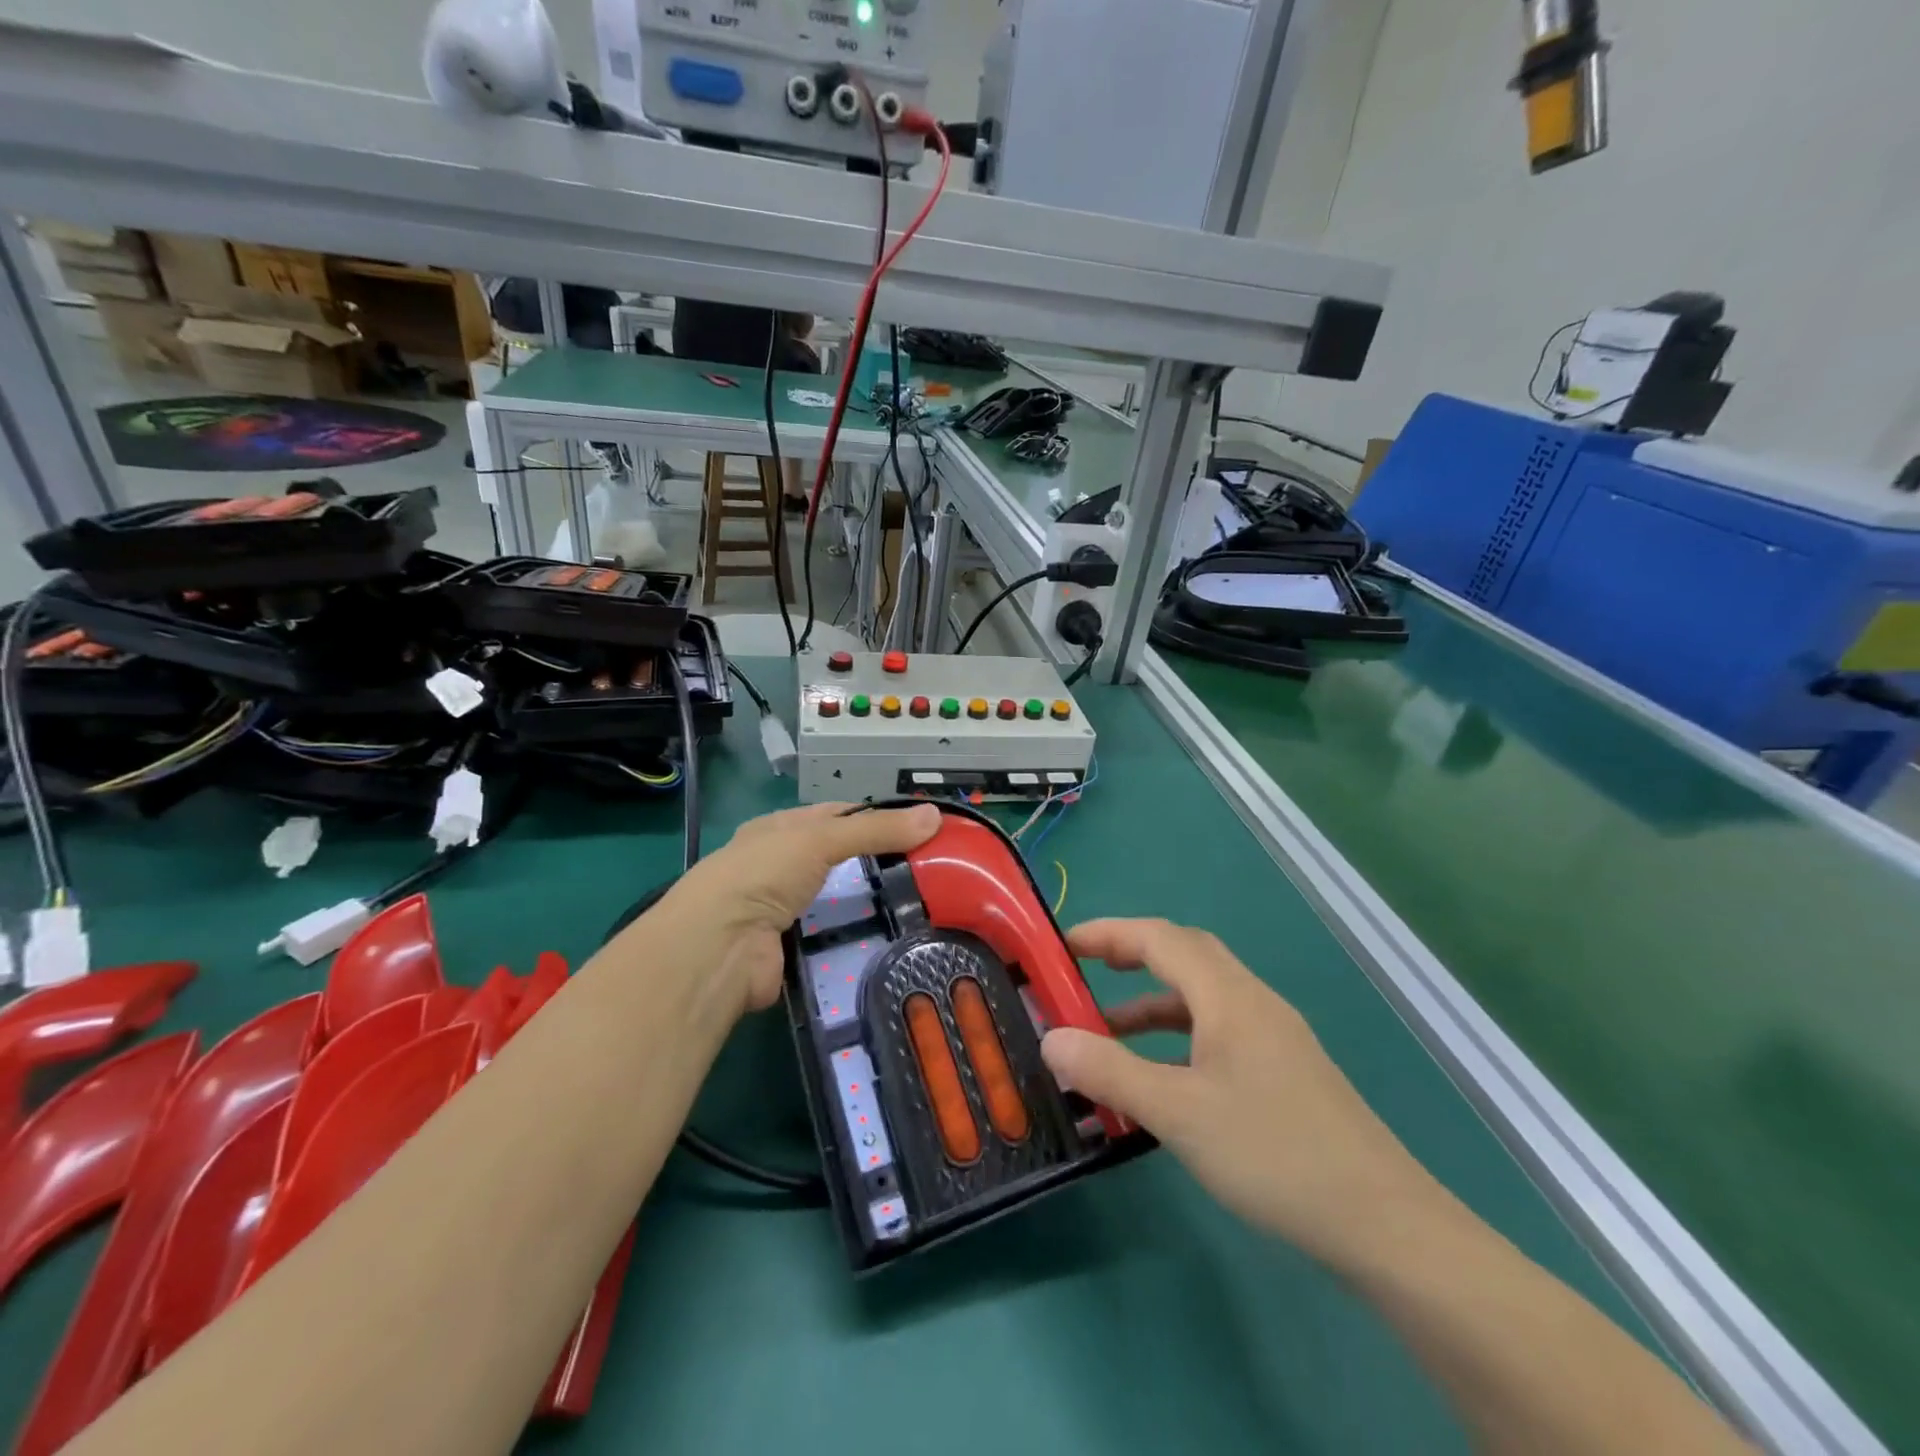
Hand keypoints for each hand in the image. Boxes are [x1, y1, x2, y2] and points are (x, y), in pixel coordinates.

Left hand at [644, 802, 941, 1014]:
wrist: (719, 947)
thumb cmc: (763, 873)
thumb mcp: (821, 837)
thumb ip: (877, 829)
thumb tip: (935, 815)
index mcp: (779, 829)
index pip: (836, 815)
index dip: (875, 817)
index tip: (918, 827)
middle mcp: (778, 866)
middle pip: (837, 859)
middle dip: (876, 863)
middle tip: (928, 870)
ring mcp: (782, 910)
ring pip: (836, 901)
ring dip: (867, 903)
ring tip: (919, 905)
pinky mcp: (790, 949)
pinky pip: (832, 938)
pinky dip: (855, 938)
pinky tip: (889, 939)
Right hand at [1042, 918, 1434, 1264]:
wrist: (1384, 1224)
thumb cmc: (1274, 1153)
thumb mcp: (1178, 1113)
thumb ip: (1110, 1071)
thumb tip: (1051, 1039)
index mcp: (1228, 996)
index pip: (1159, 938)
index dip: (1108, 932)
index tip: (1062, 945)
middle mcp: (1253, 1002)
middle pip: (1185, 954)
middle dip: (1131, 954)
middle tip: (1084, 971)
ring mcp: (1274, 1036)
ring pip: (1202, 996)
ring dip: (1153, 1001)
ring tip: (1107, 1030)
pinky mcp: (1285, 1071)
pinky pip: (1218, 1030)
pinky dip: (1179, 1036)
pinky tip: (1163, 1077)